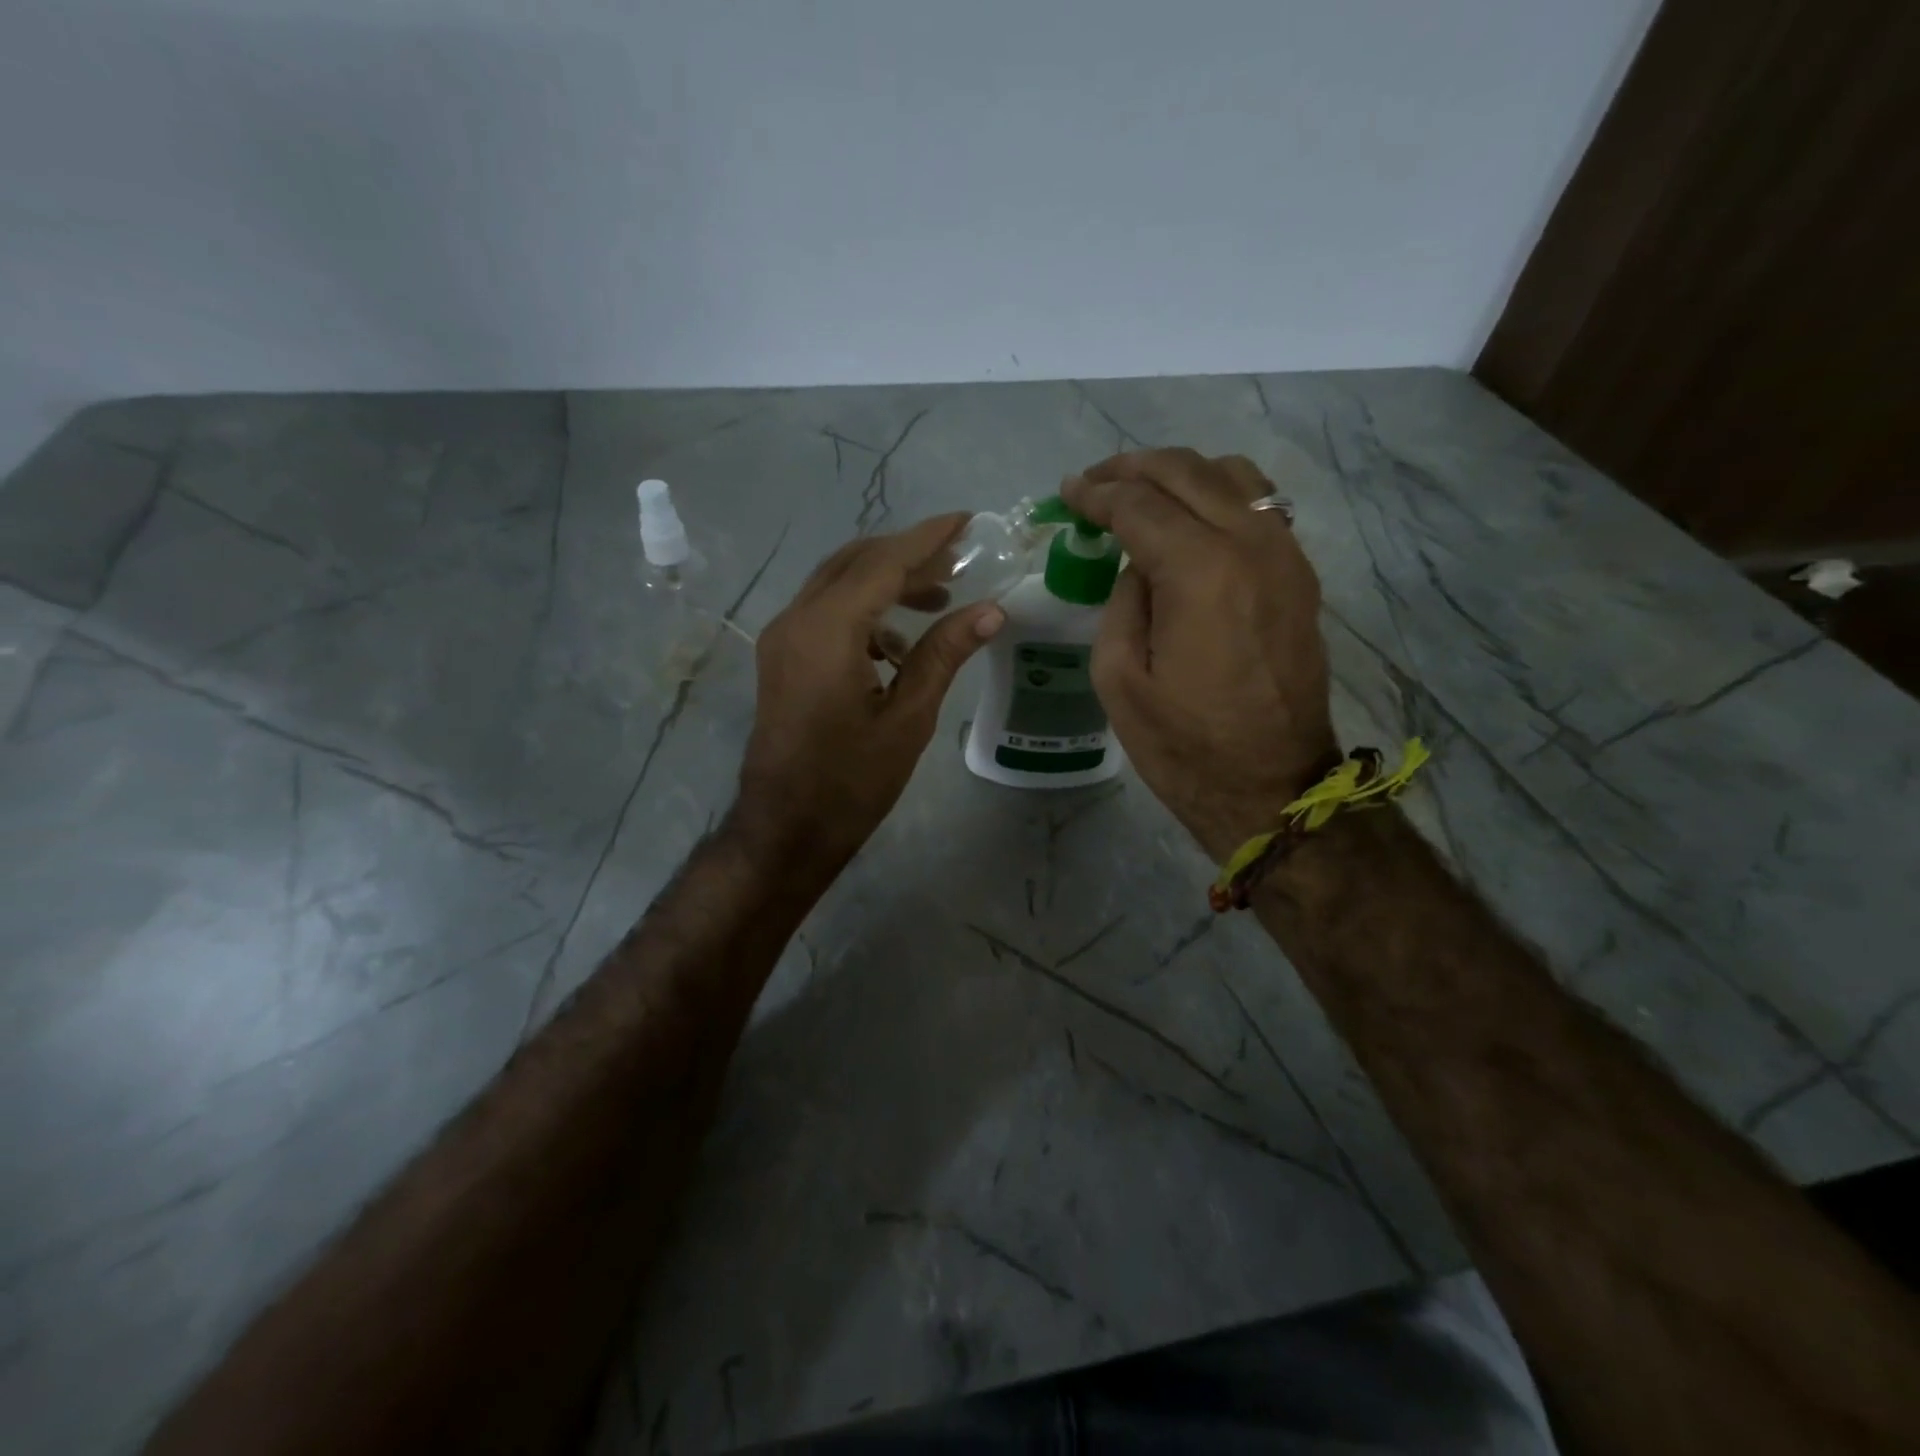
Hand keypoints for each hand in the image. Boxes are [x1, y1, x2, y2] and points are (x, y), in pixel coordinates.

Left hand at [737, 514, 1004, 865]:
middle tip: (959, 562)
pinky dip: (863, 610)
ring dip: (885, 582)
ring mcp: (782, 638)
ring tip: (938, 599)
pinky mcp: (781, 657)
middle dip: (907, 556)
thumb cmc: (852, 781)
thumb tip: (991, 610)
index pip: (882, 563)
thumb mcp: (908, 717)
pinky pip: (824, 612)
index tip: (966, 521)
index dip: (927, 539)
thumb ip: (944, 654)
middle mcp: (796, 620)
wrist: (786, 828)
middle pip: (855, 562)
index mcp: (827, 631)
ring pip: (837, 584)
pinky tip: (897, 644)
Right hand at [1063, 450, 1335, 862]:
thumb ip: (1123, 602)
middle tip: (1095, 482)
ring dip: (1180, 474)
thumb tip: (1140, 565)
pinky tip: (1191, 520)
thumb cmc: (1184, 745)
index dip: (1096, 494)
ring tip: (1142, 493)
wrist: (1271, 787)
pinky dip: (1218, 496)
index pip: (1140, 504)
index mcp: (1200, 572)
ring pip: (1232, 476)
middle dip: (1133, 468)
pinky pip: (1260, 507)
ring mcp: (1285, 556)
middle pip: (1187, 472)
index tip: (1067, 492)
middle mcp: (1251, 546)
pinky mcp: (1300, 577)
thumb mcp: (1119, 679)